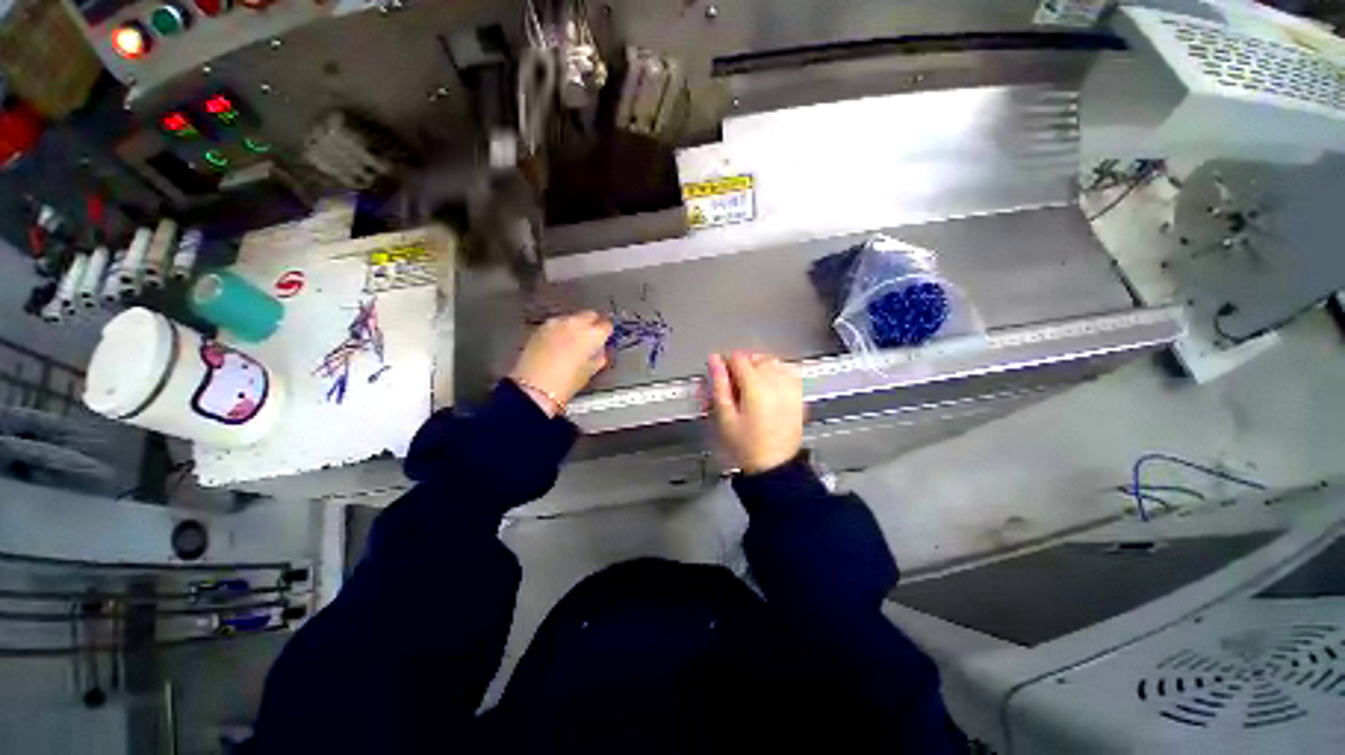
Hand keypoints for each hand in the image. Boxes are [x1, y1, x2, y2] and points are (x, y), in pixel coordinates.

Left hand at [510, 311, 612, 416]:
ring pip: (572, 317)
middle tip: (591, 338)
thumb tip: (600, 351)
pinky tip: (558, 343)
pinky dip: (560, 329)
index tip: (606, 337)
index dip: (607, 332)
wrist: (535, 386)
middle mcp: (576, 323)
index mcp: (592, 334)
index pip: (607, 325)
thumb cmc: (565, 382)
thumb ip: (599, 356)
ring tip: (572, 342)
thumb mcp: (590, 371)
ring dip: (575, 326)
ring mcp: (557, 323)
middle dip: (593, 324)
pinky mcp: (541, 327)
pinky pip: (557, 323)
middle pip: (590, 315)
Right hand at [708, 351, 803, 474]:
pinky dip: (776, 373)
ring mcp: (790, 387)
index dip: (725, 364)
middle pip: (755, 357)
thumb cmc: (747, 445)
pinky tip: (769, 387)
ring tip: (751, 386)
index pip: (738, 358)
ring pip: (772, 362)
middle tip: (735, 385)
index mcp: (756, 386)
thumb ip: (719, 384)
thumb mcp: (725, 415)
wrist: (774, 465)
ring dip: (759, 368)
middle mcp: (776, 382)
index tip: (722, 376)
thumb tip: (714, 361)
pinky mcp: (798, 394)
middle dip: (742, 366)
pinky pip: (788, 371)